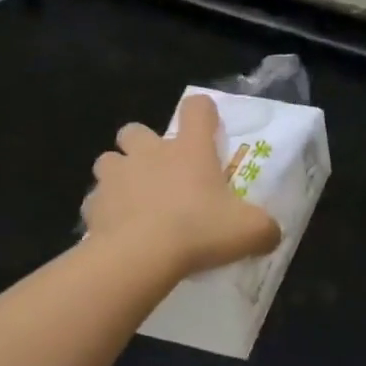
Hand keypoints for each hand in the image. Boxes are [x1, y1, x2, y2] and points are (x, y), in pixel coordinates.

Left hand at [82, 94, 281, 275]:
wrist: (140, 256)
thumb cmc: (198, 231)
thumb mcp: (249, 231)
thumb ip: (265, 228)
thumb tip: (272, 234)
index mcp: (190, 149)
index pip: (196, 109)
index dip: (203, 112)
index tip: (207, 128)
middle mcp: (149, 153)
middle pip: (135, 129)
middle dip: (143, 144)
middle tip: (159, 172)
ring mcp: (116, 176)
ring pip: (108, 160)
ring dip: (119, 174)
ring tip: (133, 200)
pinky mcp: (93, 204)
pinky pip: (95, 201)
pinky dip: (104, 211)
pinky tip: (117, 230)